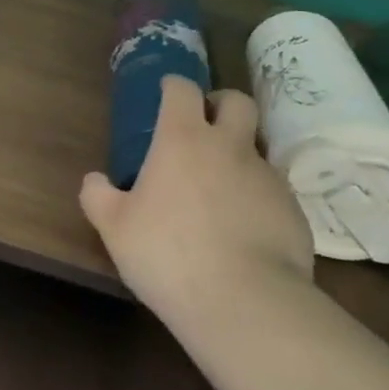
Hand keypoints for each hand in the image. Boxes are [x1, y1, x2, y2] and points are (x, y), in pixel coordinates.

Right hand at [80, 75, 314, 340]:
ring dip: (238, 158)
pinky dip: (256, 200)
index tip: (166, 93)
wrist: (246, 303)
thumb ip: (98, 196)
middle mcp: (229, 147)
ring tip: (219, 194)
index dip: (173, 86)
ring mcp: (267, 177)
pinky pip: (272, 192)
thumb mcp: (114, 228)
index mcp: (182, 140)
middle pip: (237, 101)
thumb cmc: (167, 254)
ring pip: (256, 149)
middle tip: (204, 127)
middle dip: (220, 104)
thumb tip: (94, 180)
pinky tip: (243, 232)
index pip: (182, 89)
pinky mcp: (294, 211)